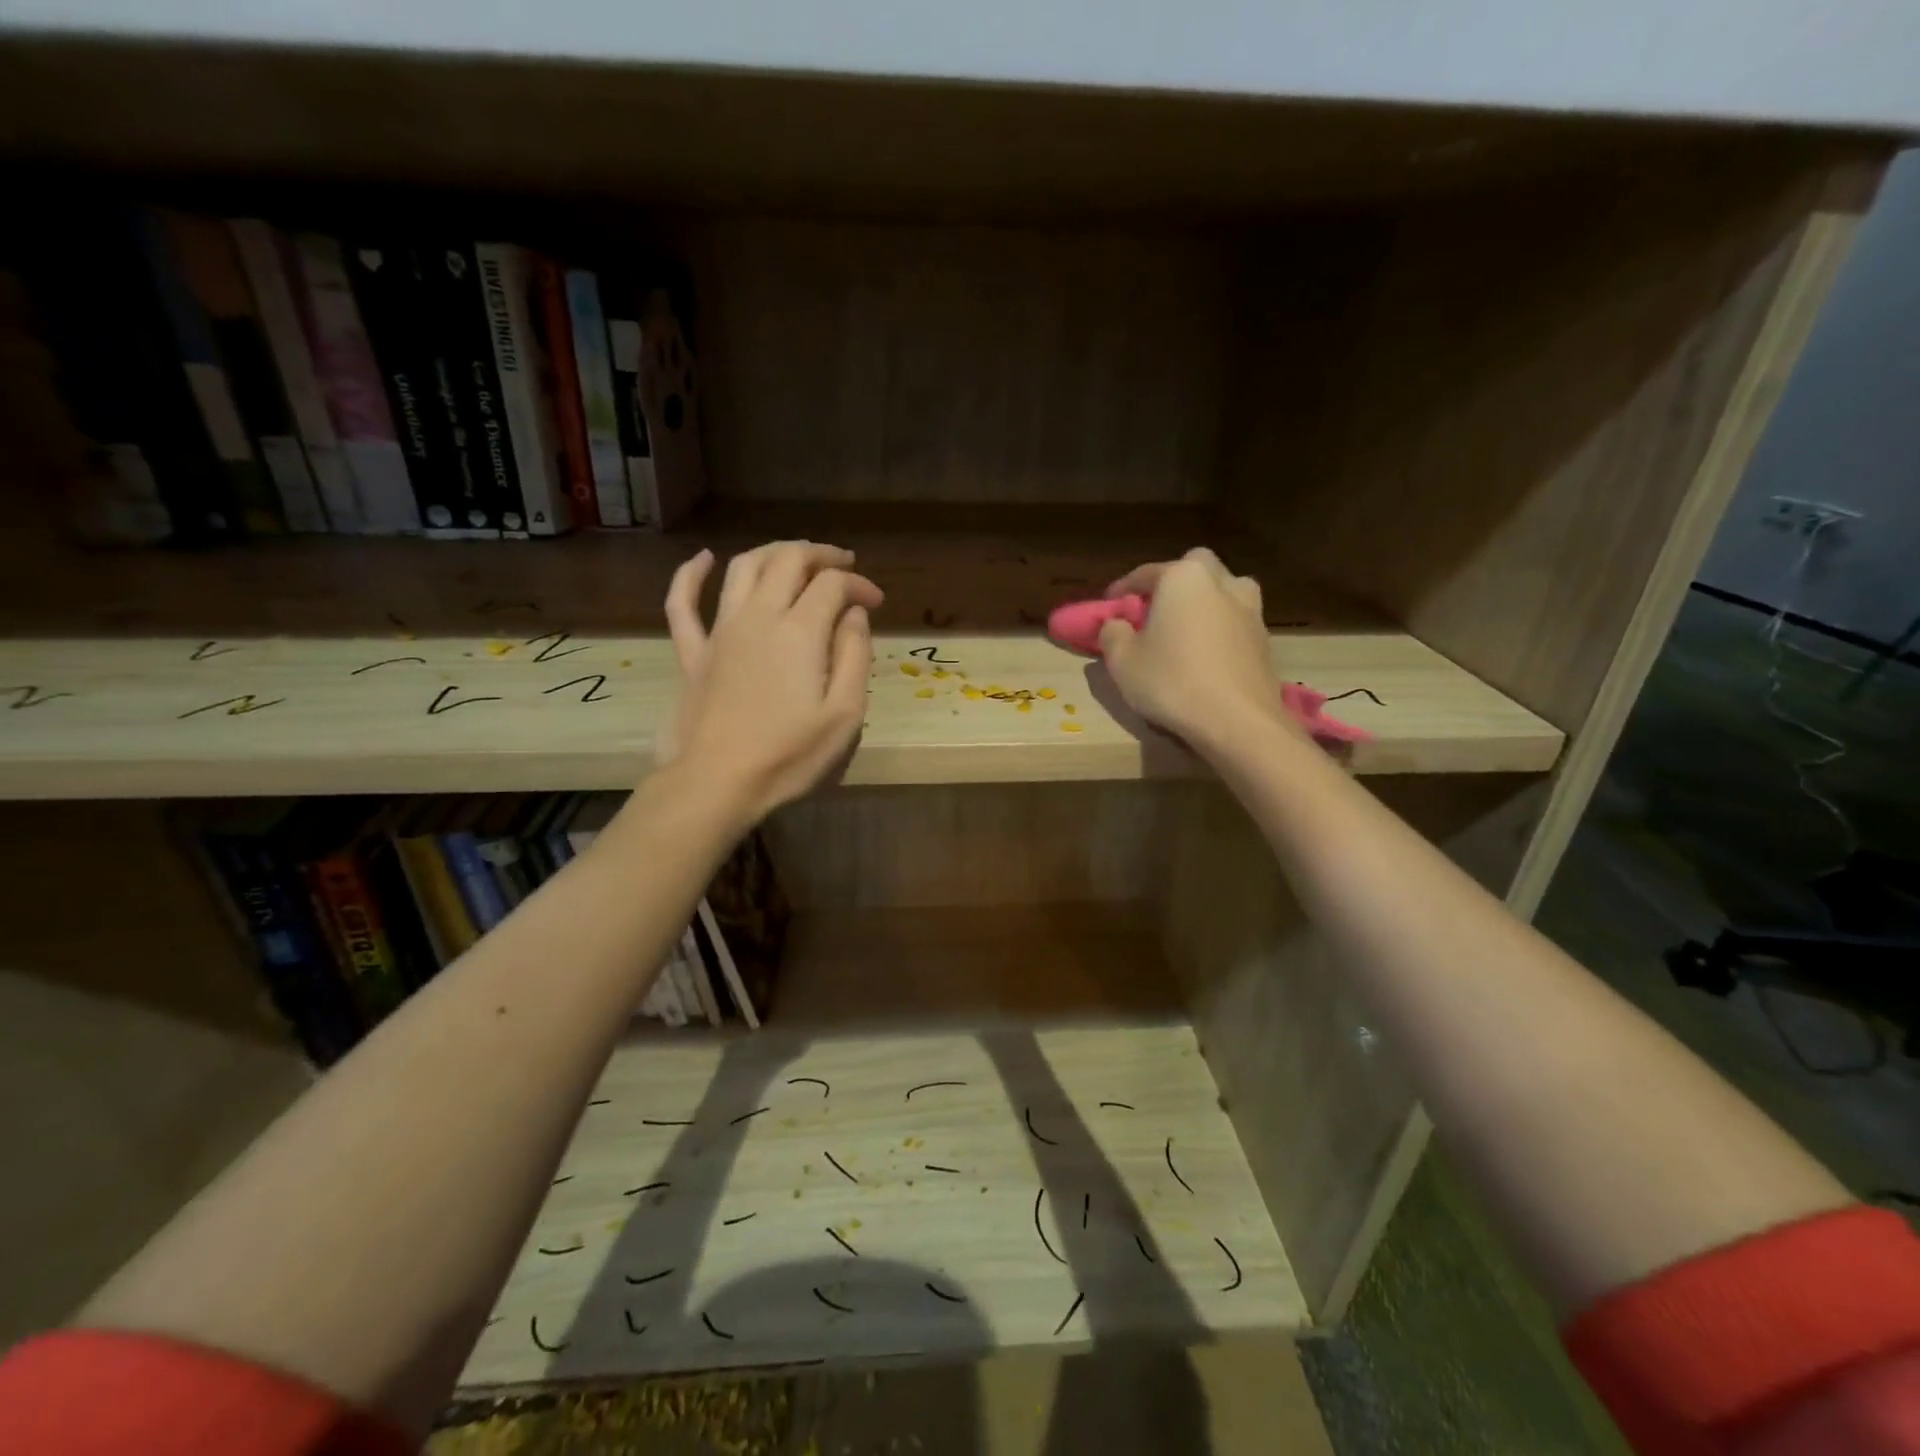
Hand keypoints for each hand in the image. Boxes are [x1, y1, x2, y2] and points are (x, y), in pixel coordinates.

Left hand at [659, 541, 883, 822]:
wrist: (716, 783)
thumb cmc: (789, 755)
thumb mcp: (845, 713)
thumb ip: (855, 655)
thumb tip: (854, 614)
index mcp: (800, 631)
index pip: (833, 584)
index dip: (859, 584)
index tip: (876, 603)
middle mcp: (759, 616)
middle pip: (788, 560)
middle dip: (820, 555)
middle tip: (843, 565)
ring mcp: (719, 631)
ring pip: (743, 568)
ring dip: (773, 552)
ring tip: (795, 557)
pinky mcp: (692, 652)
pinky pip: (682, 603)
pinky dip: (690, 574)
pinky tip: (702, 558)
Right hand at [1097, 548, 1295, 754]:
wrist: (1237, 721)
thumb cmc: (1171, 682)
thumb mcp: (1122, 661)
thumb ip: (1112, 633)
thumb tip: (1116, 625)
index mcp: (1183, 578)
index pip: (1145, 573)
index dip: (1122, 589)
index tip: (1109, 606)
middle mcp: (1221, 582)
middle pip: (1193, 568)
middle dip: (1173, 582)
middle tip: (1155, 610)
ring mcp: (1250, 609)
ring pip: (1224, 589)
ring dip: (1205, 600)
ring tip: (1187, 627)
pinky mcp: (1265, 638)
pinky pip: (1236, 620)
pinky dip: (1220, 627)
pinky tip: (1208, 653)